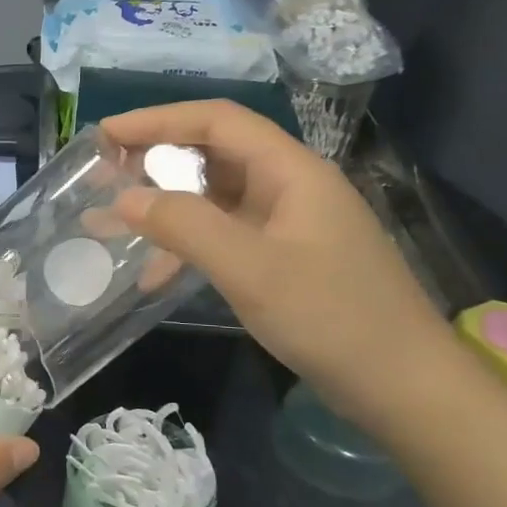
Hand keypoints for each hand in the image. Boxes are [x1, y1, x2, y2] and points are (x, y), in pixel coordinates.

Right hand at [103, 101, 465, 429]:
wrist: (404, 387)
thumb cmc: (332, 317)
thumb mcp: (250, 269)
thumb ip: (184, 226)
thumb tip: (124, 197)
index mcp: (291, 171)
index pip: (217, 121)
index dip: (157, 119)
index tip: (105, 135)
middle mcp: (288, 186)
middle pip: (212, 153)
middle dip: (154, 159)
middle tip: (102, 175)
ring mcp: (286, 224)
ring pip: (212, 198)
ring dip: (163, 205)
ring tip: (110, 221)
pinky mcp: (281, 258)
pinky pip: (222, 236)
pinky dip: (184, 245)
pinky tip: (152, 273)